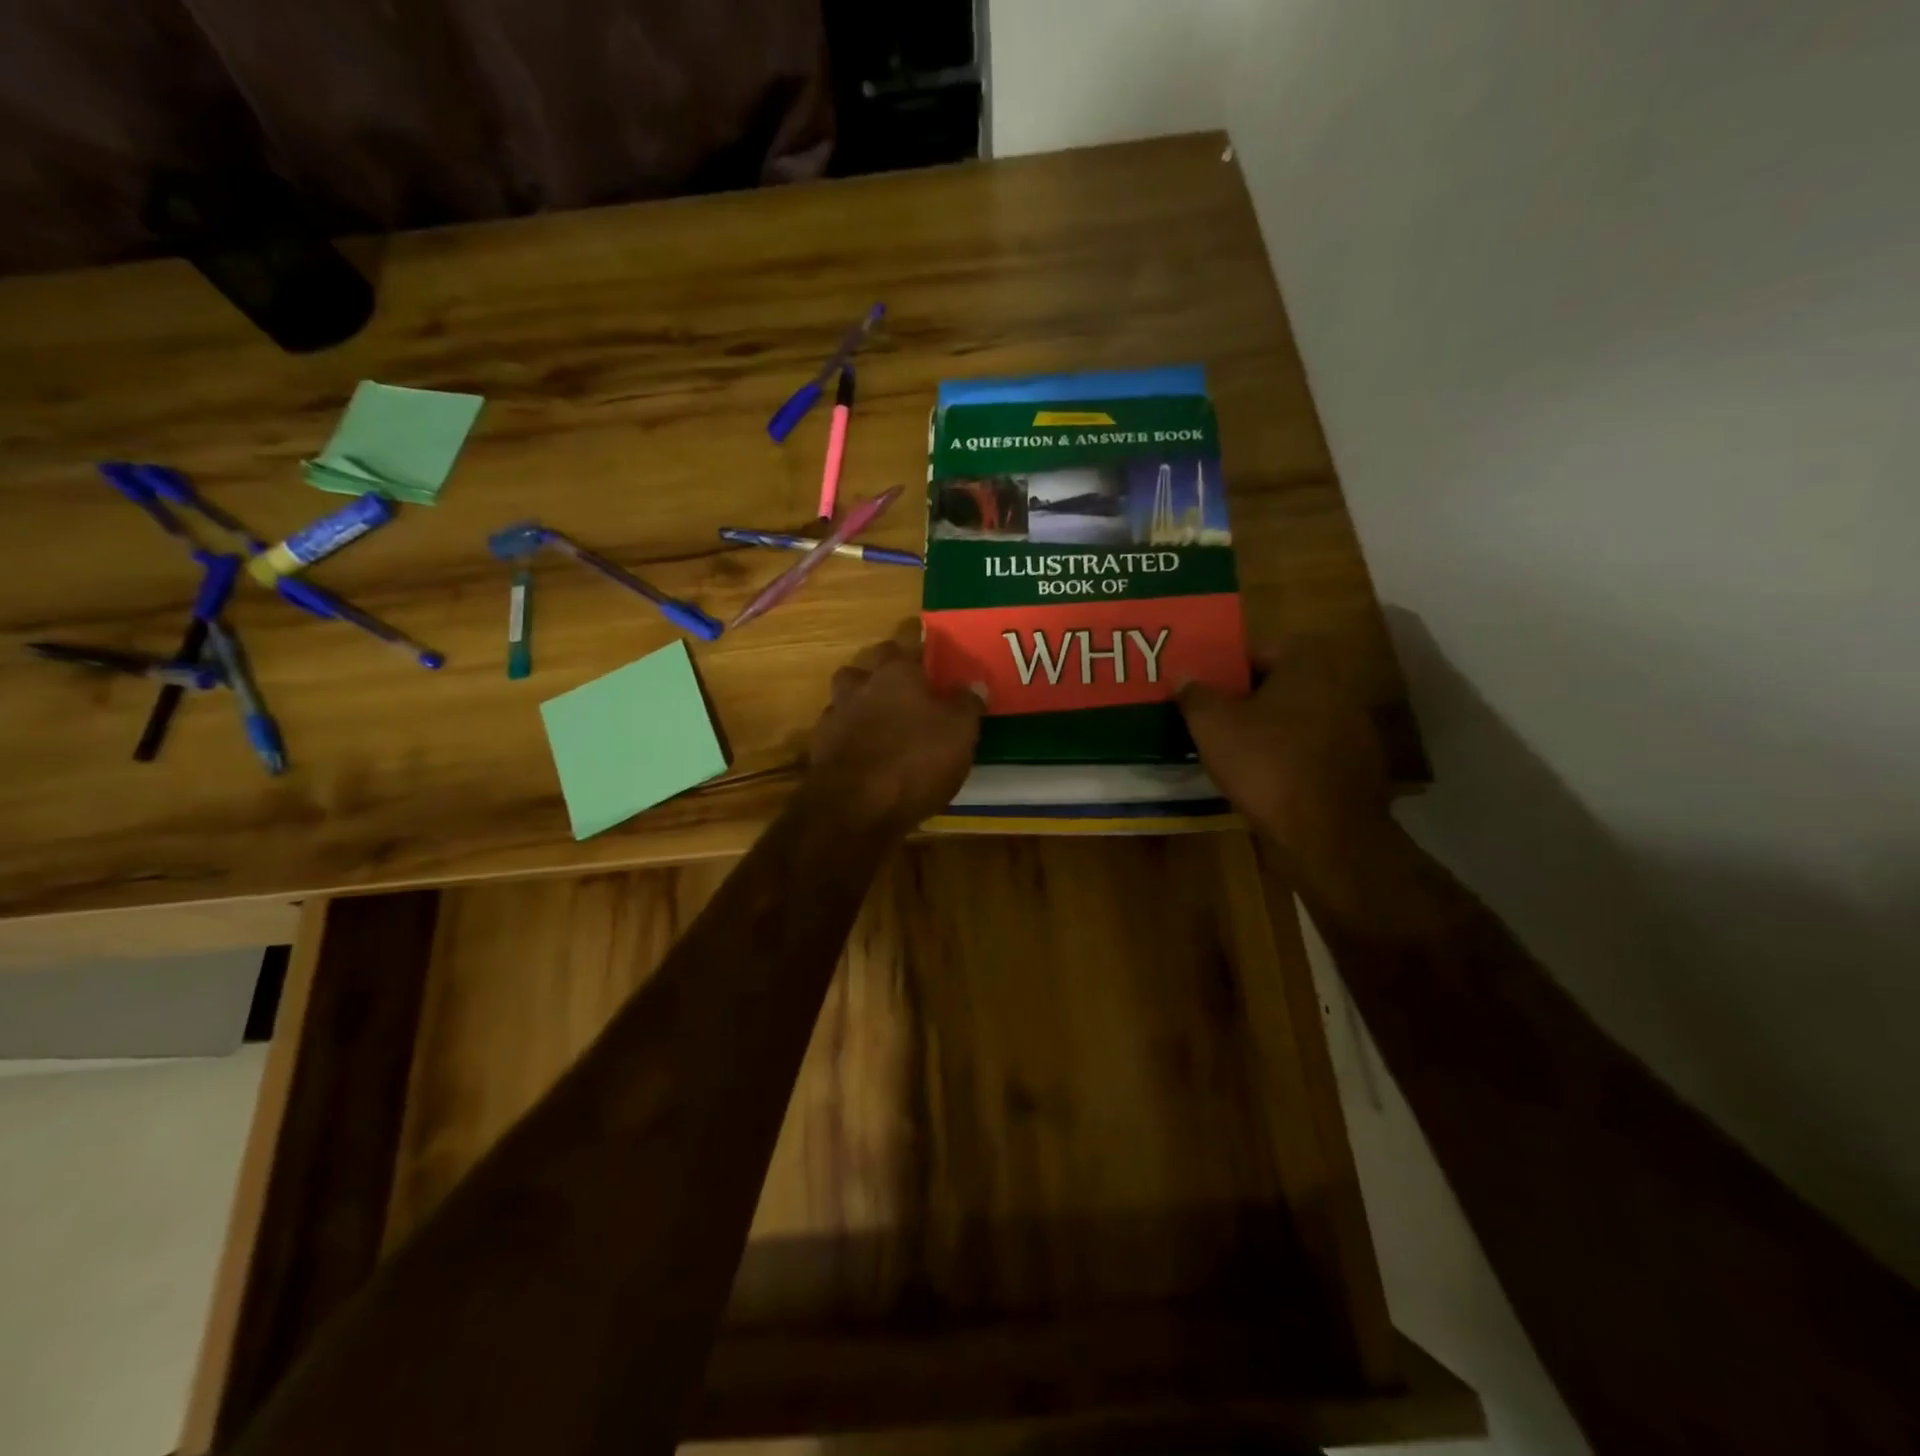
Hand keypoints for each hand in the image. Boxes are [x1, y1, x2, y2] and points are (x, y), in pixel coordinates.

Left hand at [806, 626, 983, 833]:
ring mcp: (836, 715)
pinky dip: (851, 734)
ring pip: (848, 694)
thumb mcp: (960, 733)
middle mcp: (861, 685)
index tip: (926, 639)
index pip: (907, 639)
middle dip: (886, 667)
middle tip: (907, 681)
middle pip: (870, 663)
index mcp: (897, 672)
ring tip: (883, 717)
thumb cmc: (915, 760)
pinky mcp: (820, 748)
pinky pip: (839, 730)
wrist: (855, 807)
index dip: (918, 638)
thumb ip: (966, 704)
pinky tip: (865, 750)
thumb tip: (974, 684)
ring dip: (863, 700)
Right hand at [1177, 644, 1394, 886]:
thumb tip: (1183, 674)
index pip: (1261, 650)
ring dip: (1269, 730)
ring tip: (1234, 750)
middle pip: (1281, 684)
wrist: (1328, 833)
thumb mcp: (1213, 726)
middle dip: (1248, 699)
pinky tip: (1265, 779)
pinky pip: (1312, 751)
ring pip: (1298, 719)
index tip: (1206, 688)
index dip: (1229, 667)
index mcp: (1307, 666)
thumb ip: (1195, 694)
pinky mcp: (1358, 767)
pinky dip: (1289, 758)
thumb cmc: (1266, 764)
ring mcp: (1355, 729)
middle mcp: (1338, 688)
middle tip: (1214, 717)